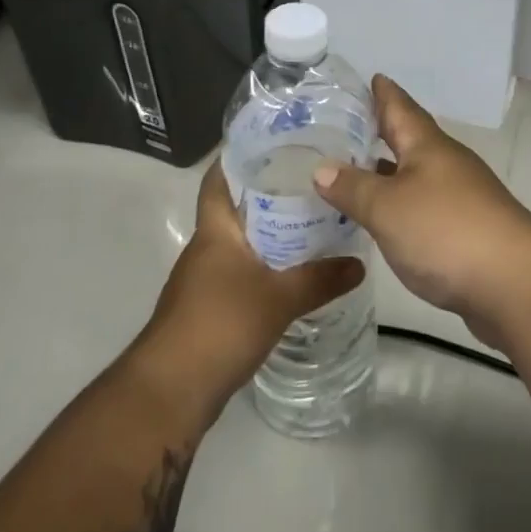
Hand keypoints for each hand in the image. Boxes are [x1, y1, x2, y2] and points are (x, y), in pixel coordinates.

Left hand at [145, 161, 364, 413]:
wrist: (170, 392)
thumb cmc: (219, 325)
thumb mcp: (279, 299)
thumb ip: (321, 279)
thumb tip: (360, 263)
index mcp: (215, 230)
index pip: (220, 179)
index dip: (240, 155)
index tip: (274, 140)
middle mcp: (207, 247)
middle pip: (237, 207)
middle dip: (269, 192)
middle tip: (312, 178)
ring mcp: (205, 279)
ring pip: (242, 241)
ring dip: (270, 230)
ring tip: (312, 219)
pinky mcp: (210, 307)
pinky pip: (243, 271)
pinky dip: (267, 263)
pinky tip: (295, 270)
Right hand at [311, 76, 530, 343]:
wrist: (514, 282)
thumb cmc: (446, 231)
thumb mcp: (387, 207)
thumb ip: (352, 188)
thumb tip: (321, 168)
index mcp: (428, 146)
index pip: (401, 107)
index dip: (384, 93)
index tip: (370, 77)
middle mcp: (446, 164)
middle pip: (410, 139)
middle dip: (382, 131)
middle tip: (346, 126)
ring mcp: (461, 197)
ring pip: (416, 174)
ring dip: (388, 172)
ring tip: (353, 172)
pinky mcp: (465, 230)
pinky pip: (423, 206)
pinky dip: (399, 205)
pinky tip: (383, 219)